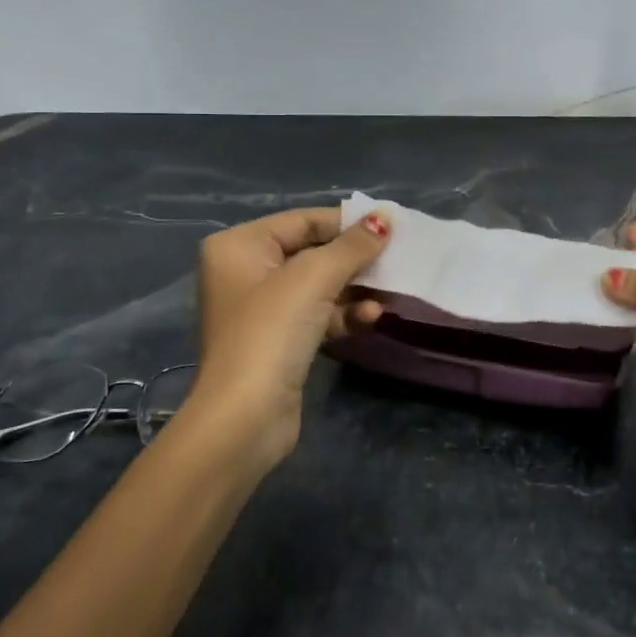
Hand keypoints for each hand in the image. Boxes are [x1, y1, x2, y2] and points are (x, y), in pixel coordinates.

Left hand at [192, 206, 390, 467]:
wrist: (244, 418)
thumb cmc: (272, 332)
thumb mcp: (315, 277)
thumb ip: (353, 245)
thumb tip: (385, 217)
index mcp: (240, 246)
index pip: (304, 220)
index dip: (348, 223)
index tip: (391, 228)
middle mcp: (245, 272)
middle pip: (313, 252)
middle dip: (355, 261)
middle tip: (396, 261)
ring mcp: (262, 310)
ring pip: (320, 287)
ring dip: (354, 291)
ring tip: (386, 296)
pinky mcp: (279, 341)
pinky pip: (318, 316)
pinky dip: (343, 315)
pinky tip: (369, 319)